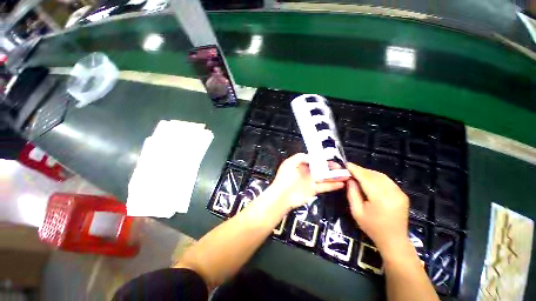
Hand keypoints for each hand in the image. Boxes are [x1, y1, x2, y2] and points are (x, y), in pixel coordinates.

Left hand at [270, 153, 346, 209]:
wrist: (282, 195)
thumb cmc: (285, 177)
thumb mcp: (291, 162)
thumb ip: (301, 157)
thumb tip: (314, 156)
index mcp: (301, 164)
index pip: (314, 160)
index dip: (323, 159)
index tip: (332, 158)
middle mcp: (307, 171)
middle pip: (321, 168)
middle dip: (331, 167)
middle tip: (342, 167)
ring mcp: (310, 181)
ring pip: (325, 177)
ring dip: (335, 176)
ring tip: (346, 175)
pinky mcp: (313, 190)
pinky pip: (324, 186)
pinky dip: (333, 185)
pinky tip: (341, 183)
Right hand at [346, 163, 409, 253]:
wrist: (394, 240)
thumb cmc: (372, 227)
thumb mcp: (356, 211)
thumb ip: (352, 193)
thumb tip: (350, 179)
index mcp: (380, 199)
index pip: (366, 178)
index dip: (355, 170)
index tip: (346, 164)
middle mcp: (393, 193)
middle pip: (374, 175)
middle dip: (361, 170)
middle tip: (349, 169)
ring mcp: (400, 193)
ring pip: (381, 176)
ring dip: (368, 173)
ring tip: (357, 173)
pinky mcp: (402, 194)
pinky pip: (387, 180)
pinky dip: (376, 177)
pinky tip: (369, 179)